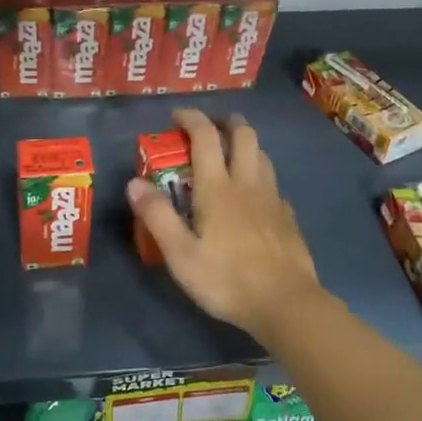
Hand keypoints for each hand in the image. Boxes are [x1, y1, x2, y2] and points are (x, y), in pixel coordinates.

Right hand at [127, 109, 329, 346]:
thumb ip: (157, 216)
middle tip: (210, 125)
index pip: (205, 136)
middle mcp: (247, 183)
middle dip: (226, 121)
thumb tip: (134, 182)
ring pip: (262, 155)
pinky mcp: (287, 217)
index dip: (191, 118)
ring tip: (230, 152)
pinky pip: (273, 182)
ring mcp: (272, 199)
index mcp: (218, 188)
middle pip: (244, 135)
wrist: (286, 304)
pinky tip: (253, 193)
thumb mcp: (180, 254)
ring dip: (245, 143)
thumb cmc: (227, 279)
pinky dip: (259, 174)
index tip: (176, 116)